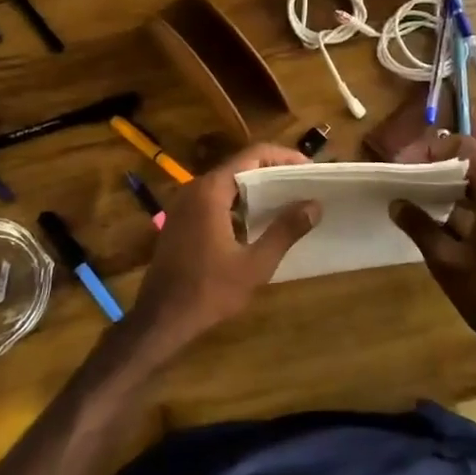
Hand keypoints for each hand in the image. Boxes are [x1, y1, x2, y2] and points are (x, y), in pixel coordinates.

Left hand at [126, 144, 320, 355]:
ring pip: (227, 184)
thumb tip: (314, 205)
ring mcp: (184, 204)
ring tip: (288, 202)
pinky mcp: (181, 220)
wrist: (161, 318)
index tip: (310, 169)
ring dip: (256, 190)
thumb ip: (285, 231)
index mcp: (211, 190)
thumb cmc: (209, 290)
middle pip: (240, 166)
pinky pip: (215, 199)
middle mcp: (195, 188)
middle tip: (304, 185)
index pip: (253, 155)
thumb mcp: (254, 264)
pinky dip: (239, 203)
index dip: (284, 157)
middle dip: (273, 173)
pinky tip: (259, 222)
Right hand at [389, 135, 475, 360]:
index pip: (462, 148)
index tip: (401, 168)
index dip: (428, 151)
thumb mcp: (448, 263)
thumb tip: (396, 203)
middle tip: (402, 179)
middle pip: (470, 159)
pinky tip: (437, 218)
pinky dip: (461, 200)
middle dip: (433, 165)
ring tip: (413, 196)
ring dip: (446, 183)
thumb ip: (420, 227)